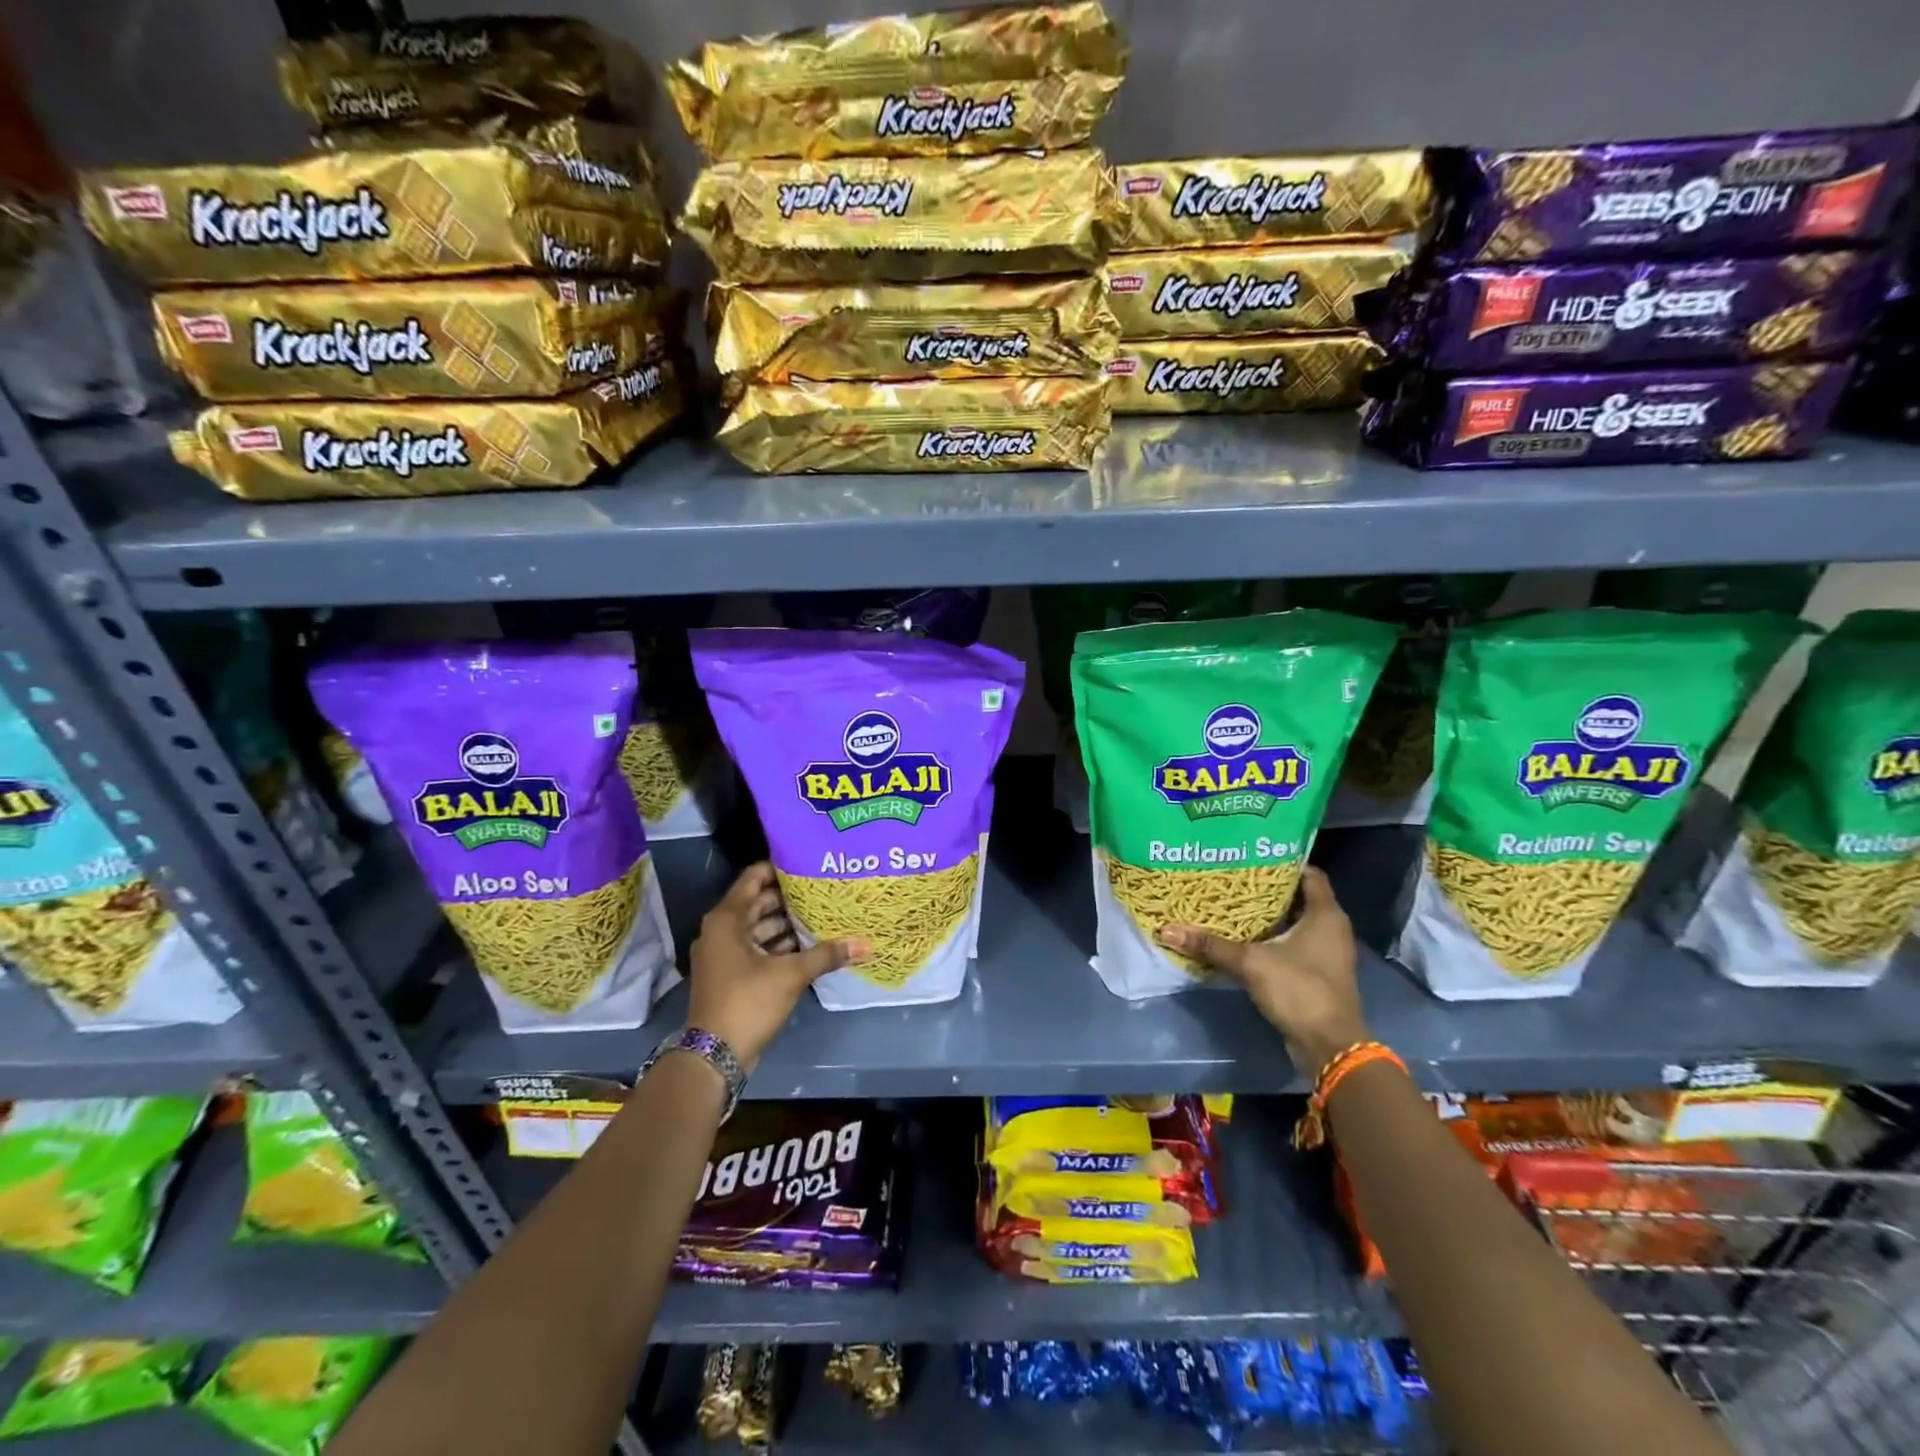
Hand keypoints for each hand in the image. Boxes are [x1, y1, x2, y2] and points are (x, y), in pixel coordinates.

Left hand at [687, 863, 868, 1071]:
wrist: (714, 1055)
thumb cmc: (748, 1001)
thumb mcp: (791, 975)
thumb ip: (827, 955)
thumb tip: (865, 944)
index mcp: (727, 919)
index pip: (754, 877)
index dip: (780, 867)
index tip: (810, 863)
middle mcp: (721, 930)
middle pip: (759, 902)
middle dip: (790, 896)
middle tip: (824, 887)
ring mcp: (724, 954)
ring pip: (759, 927)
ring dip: (787, 922)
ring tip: (822, 913)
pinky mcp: (731, 974)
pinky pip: (757, 948)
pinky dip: (779, 944)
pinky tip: (810, 944)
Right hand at [1157, 866, 1368, 1079]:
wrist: (1329, 1046)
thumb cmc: (1299, 990)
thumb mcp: (1251, 963)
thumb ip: (1211, 945)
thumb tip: (1168, 929)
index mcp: (1326, 915)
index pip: (1309, 874)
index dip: (1283, 861)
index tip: (1252, 855)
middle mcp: (1331, 929)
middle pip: (1299, 897)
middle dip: (1268, 888)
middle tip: (1232, 877)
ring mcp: (1326, 953)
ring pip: (1295, 923)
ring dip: (1269, 915)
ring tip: (1232, 903)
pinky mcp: (1317, 974)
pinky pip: (1293, 945)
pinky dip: (1272, 939)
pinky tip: (1243, 937)